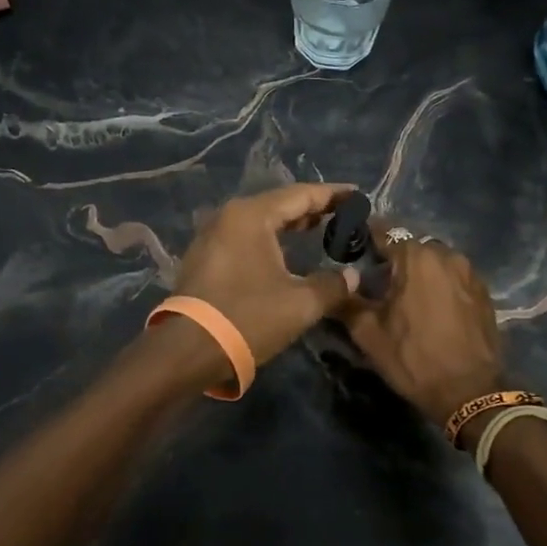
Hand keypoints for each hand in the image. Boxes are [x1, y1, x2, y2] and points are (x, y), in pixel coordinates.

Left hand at [169, 184, 360, 366]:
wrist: (188, 351)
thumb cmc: (248, 317)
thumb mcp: (300, 303)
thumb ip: (333, 285)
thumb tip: (353, 275)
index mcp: (251, 215)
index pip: (301, 195)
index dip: (332, 195)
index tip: (358, 194)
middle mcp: (229, 216)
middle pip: (279, 204)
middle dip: (312, 209)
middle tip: (344, 214)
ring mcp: (212, 236)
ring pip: (261, 222)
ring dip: (290, 225)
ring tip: (321, 229)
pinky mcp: (205, 258)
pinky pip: (246, 238)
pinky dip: (271, 239)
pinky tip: (287, 252)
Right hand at [340, 233, 505, 427]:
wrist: (470, 392)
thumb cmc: (414, 359)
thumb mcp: (369, 334)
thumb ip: (347, 302)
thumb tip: (335, 285)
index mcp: (416, 257)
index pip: (385, 233)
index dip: (365, 238)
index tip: (352, 249)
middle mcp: (446, 255)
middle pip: (412, 246)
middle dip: (394, 258)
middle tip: (377, 281)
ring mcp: (470, 272)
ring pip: (435, 261)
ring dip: (419, 271)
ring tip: (405, 295)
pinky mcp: (484, 292)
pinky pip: (454, 277)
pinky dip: (440, 284)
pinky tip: (431, 307)